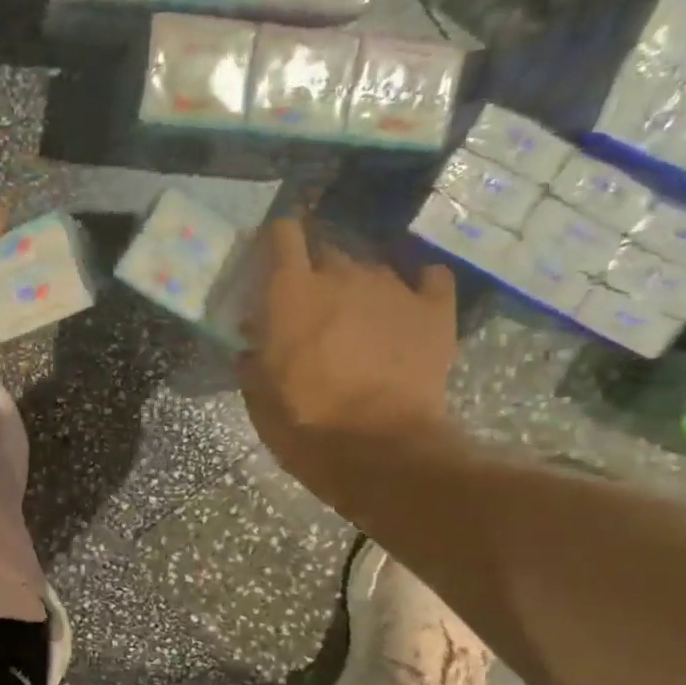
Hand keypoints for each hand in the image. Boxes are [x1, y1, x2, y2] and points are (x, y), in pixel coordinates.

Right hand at [239, 219, 457, 479]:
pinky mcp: (434, 310)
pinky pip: (429, 278)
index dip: (276, 239)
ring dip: (360, 285)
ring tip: (358, 316)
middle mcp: (342, 275)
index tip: (271, 256)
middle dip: (317, 271)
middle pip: (328, 250)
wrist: (381, 449)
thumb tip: (251, 344)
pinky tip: (409, 305)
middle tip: (312, 305)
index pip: (283, 235)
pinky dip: (417, 287)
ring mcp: (393, 288)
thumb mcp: (259, 395)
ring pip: (372, 267)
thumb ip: (252, 358)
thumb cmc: (306, 422)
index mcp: (292, 292)